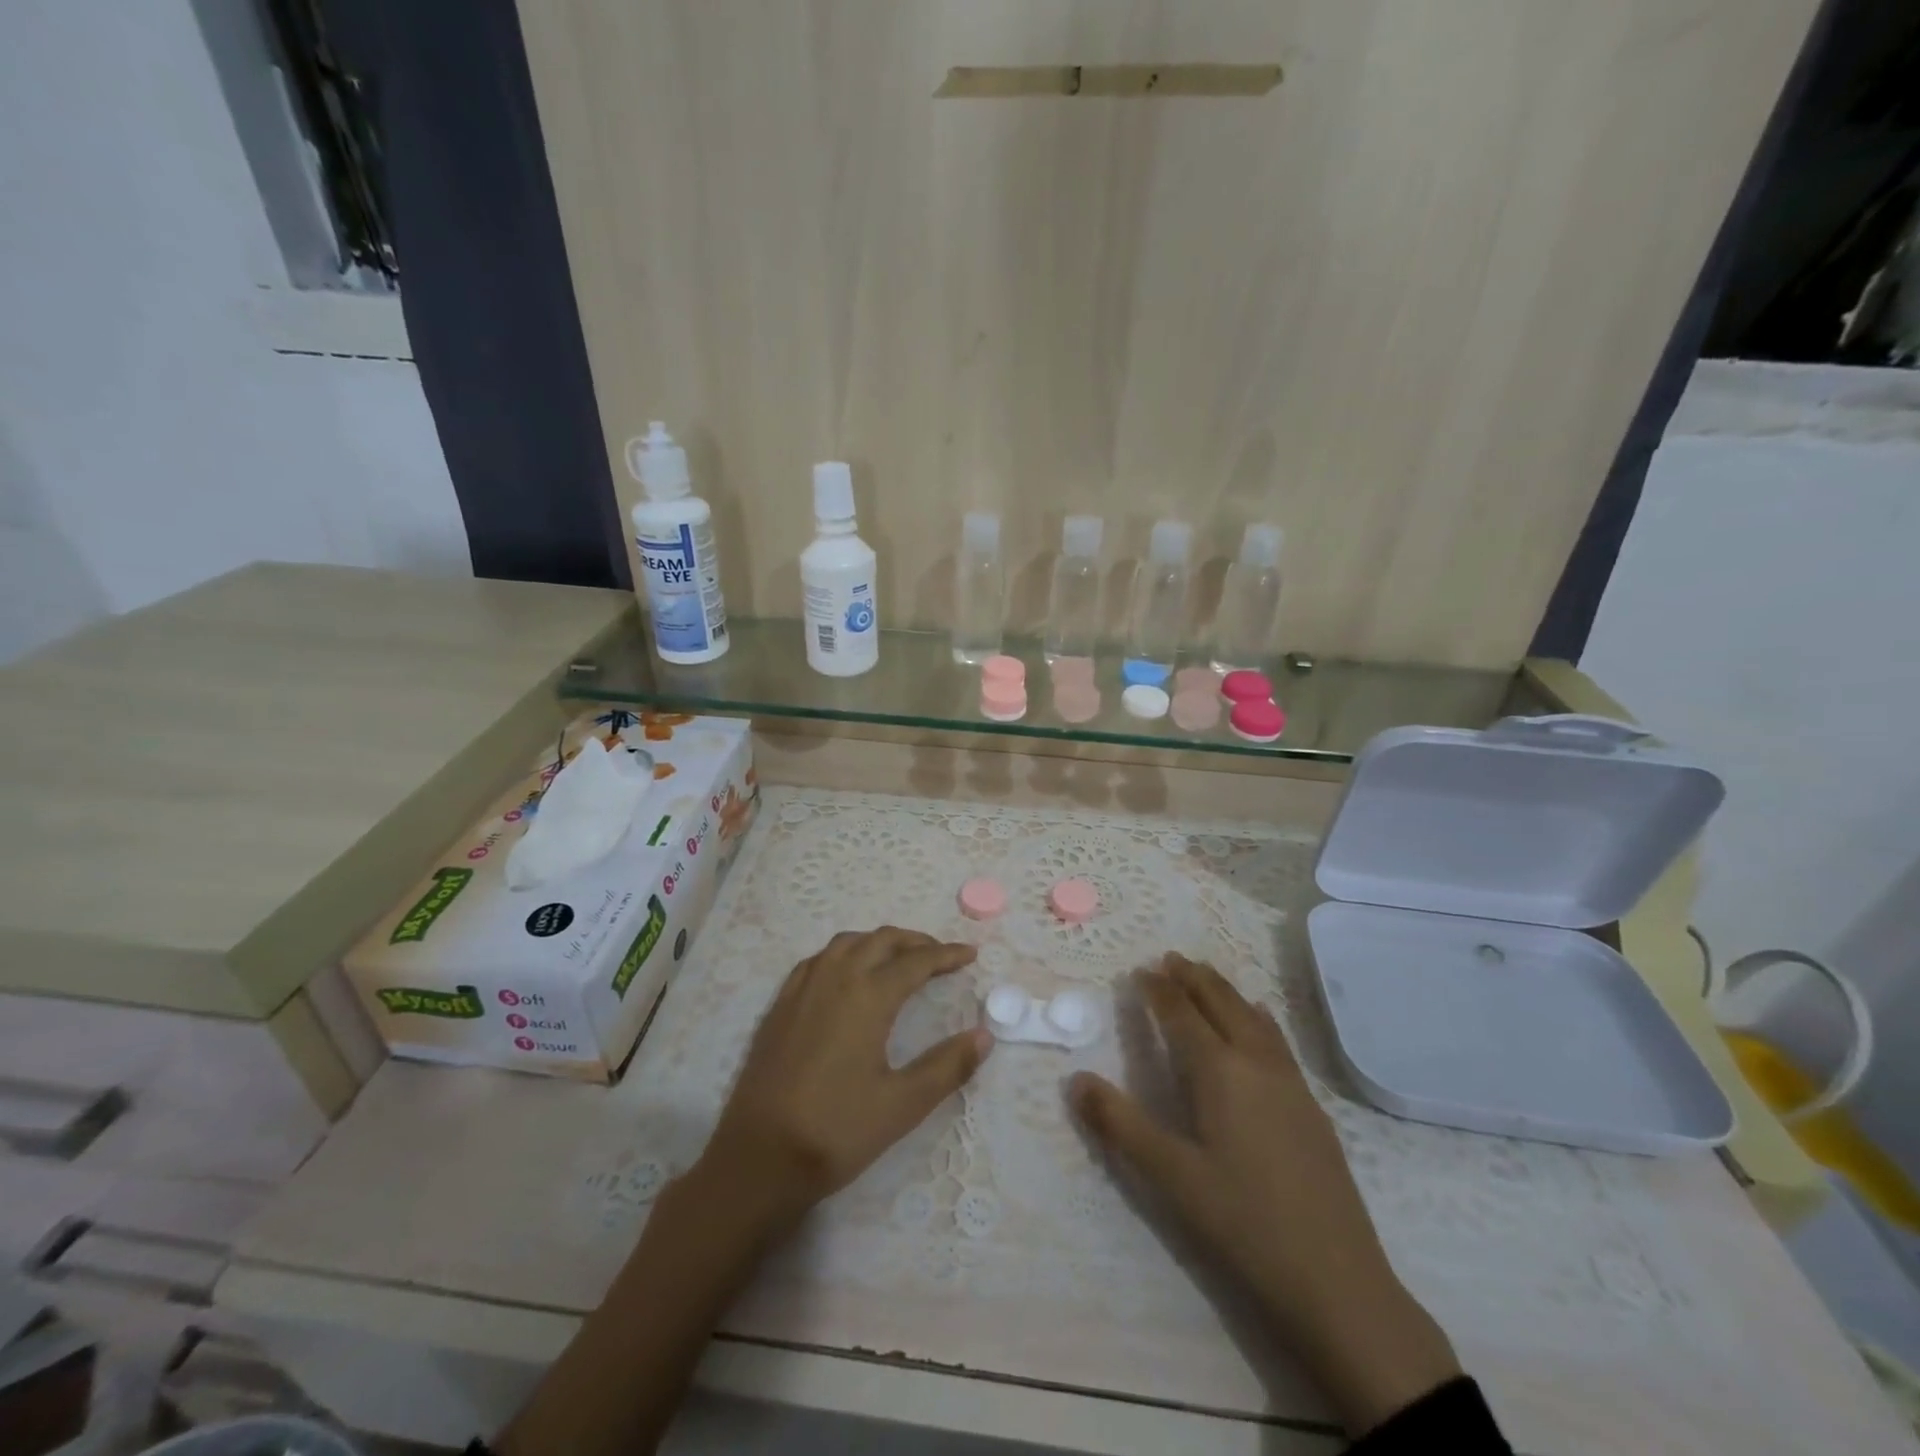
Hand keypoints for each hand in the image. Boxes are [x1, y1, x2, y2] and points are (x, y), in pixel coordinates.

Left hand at [697, 926, 990, 1230]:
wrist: (759, 1158)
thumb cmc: (837, 1130)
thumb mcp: (903, 1104)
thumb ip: (947, 1066)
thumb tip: (984, 1036)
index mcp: (868, 995)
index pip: (916, 962)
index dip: (947, 955)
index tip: (970, 955)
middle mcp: (835, 978)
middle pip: (881, 940)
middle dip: (915, 941)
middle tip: (940, 956)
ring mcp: (802, 988)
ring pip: (847, 943)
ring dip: (878, 942)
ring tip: (898, 958)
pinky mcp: (780, 1005)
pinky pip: (818, 960)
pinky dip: (844, 953)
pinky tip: (847, 975)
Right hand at [1069, 955, 1460, 1434]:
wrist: (1338, 1281)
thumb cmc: (1243, 1223)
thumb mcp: (1170, 1176)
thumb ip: (1120, 1124)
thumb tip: (1075, 1079)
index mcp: (1219, 1071)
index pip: (1182, 1014)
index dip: (1159, 990)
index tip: (1140, 970)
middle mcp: (1256, 1063)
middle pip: (1222, 1003)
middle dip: (1194, 978)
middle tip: (1171, 958)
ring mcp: (1290, 1083)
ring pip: (1253, 1016)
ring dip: (1225, 991)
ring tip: (1207, 976)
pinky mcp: (1311, 1106)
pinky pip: (1276, 1039)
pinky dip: (1256, 1016)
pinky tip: (1259, 1021)